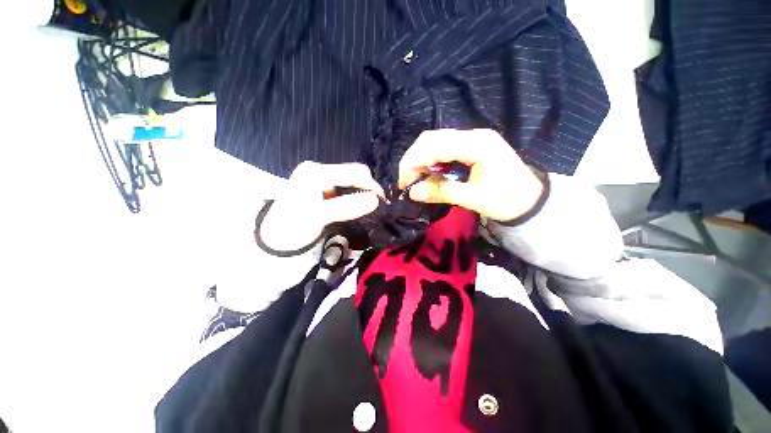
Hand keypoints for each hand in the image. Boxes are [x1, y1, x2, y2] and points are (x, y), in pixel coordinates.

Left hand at [260, 162, 384, 250]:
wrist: (274, 236)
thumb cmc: (293, 226)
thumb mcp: (319, 217)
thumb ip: (347, 206)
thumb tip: (376, 200)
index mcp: (315, 173)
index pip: (353, 172)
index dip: (371, 185)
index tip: (383, 201)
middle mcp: (318, 169)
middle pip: (353, 172)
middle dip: (367, 188)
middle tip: (375, 206)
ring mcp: (319, 175)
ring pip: (350, 179)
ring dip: (361, 191)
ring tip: (366, 207)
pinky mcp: (321, 184)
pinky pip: (344, 185)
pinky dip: (353, 194)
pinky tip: (354, 204)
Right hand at [398, 129, 544, 221]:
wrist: (530, 200)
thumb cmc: (506, 200)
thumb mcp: (473, 199)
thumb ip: (441, 192)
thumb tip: (413, 192)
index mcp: (478, 144)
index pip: (435, 145)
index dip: (414, 162)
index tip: (403, 182)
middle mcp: (474, 135)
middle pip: (432, 138)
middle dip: (413, 159)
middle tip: (406, 181)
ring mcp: (473, 138)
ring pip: (436, 141)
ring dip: (420, 159)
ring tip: (414, 178)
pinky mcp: (470, 146)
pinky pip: (443, 148)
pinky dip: (430, 160)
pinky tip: (428, 173)